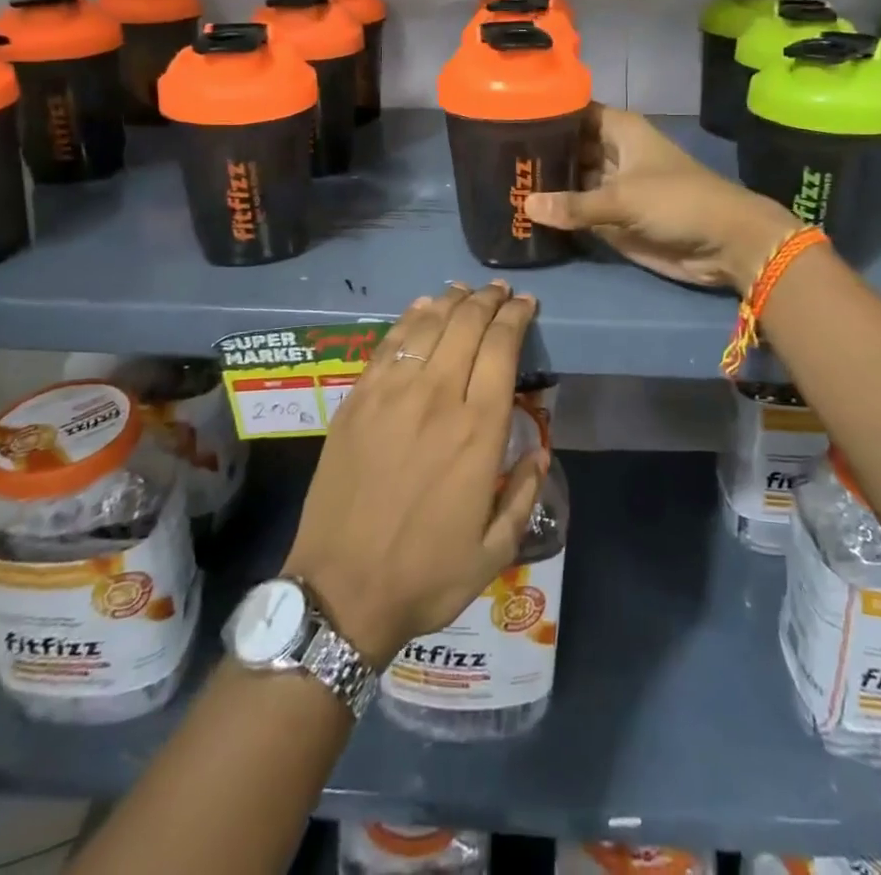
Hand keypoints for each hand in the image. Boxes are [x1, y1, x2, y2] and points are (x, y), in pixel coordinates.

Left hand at [281, 283, 546, 665]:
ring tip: (464, 291)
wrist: (341, 589)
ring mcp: (391, 394)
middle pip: (466, 325)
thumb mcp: (496, 550)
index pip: (502, 348)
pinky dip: (409, 319)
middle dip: (488, 301)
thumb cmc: (425, 574)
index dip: (516, 317)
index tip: (526, 304)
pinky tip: (421, 308)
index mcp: (478, 431)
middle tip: (499, 292)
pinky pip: (388, 344)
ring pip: (427, 326)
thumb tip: (539, 449)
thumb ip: (524, 493)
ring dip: (450, 302)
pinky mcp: (357, 399)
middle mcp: (437, 398)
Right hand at [524, 104, 796, 293]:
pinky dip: (556, 213)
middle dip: (536, 153)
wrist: (724, 244)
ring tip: (498, 183)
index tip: (504, 116)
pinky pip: (577, 211)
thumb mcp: (624, 198)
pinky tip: (521, 213)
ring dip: (543, 185)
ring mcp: (610, 187)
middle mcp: (611, 153)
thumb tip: (527, 206)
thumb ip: (575, 204)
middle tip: (492, 157)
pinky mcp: (611, 218)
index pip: (574, 112)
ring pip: (569, 180)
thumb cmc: (679, 203)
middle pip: (567, 147)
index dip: (544, 112)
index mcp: (619, 131)